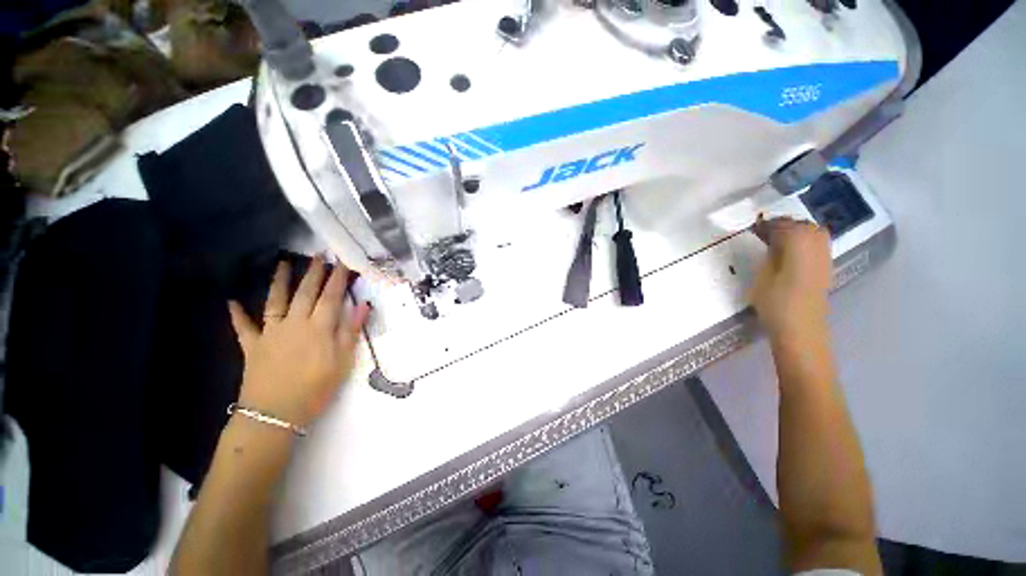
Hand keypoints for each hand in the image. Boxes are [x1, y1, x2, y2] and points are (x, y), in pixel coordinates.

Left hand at [228, 257, 370, 427]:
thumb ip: (351, 331)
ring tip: (283, 263)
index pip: (331, 297)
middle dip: (313, 272)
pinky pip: (244, 327)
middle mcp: (295, 324)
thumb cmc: (316, 389)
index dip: (338, 278)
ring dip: (279, 281)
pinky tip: (231, 302)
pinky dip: (237, 314)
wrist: (275, 414)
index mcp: (319, 328)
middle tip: (318, 254)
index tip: (342, 261)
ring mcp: (271, 333)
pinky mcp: (252, 346)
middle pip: (305, 293)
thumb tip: (362, 306)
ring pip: (275, 301)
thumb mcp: (343, 362)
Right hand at [749, 218, 832, 344]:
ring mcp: (825, 258)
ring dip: (796, 231)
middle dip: (784, 225)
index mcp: (799, 247)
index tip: (754, 227)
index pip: (785, 225)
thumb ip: (770, 254)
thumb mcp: (763, 277)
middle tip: (764, 231)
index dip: (769, 224)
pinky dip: (805, 241)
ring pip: (814, 233)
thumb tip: (771, 239)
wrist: (800, 329)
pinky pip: (818, 245)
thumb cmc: (775, 304)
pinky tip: (791, 251)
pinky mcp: (826, 268)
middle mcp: (817, 247)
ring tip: (777, 239)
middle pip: (804, 226)